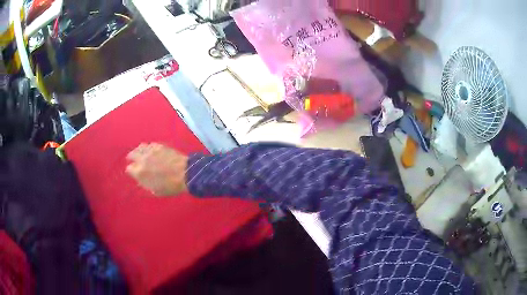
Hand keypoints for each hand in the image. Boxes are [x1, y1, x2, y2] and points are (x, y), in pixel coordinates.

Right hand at [126, 143, 188, 195]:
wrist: (185, 174)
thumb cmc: (170, 186)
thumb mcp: (155, 191)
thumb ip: (145, 183)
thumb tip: (140, 179)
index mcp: (140, 172)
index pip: (129, 169)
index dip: (131, 171)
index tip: (134, 172)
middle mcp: (142, 159)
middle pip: (131, 155)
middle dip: (132, 158)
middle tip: (134, 161)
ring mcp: (151, 150)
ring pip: (139, 147)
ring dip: (139, 151)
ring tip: (141, 154)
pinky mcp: (159, 145)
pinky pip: (150, 144)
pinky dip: (148, 147)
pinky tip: (151, 150)